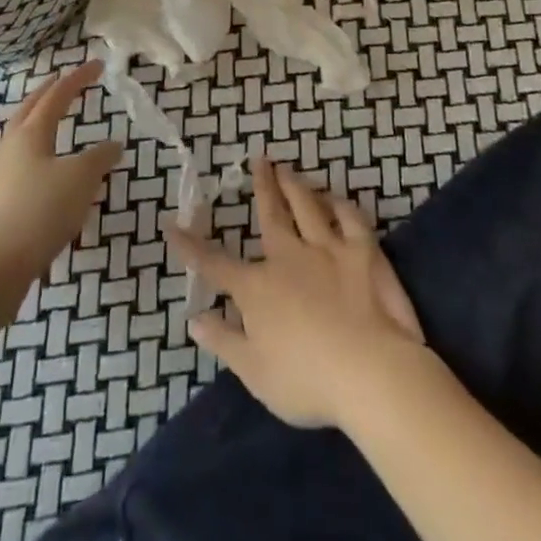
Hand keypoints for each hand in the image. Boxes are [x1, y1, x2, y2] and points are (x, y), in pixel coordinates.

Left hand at [0, 61, 120, 287]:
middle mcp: (9, 147)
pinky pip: (18, 166)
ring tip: (52, 124)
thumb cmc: (40, 212)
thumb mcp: (81, 180)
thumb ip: (99, 158)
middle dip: (47, 92)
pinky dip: (35, 156)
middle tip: (63, 81)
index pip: (57, 96)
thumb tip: (113, 144)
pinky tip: (44, 173)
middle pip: (28, 109)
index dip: (78, 78)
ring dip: (36, 122)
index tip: (97, 65)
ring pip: (19, 137)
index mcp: (30, 133)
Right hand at [167, 155, 424, 428]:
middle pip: (271, 214)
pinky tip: (335, 198)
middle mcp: (288, 257)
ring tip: (287, 168)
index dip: (191, 246)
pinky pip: (350, 218)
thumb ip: (224, 341)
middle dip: (262, 186)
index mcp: (257, 288)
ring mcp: (327, 249)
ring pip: (307, 205)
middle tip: (258, 160)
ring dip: (295, 184)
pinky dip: (340, 204)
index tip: (171, 225)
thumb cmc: (307, 380)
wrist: (370, 372)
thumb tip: (195, 318)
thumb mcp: (254, 372)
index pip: (215, 263)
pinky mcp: (363, 251)